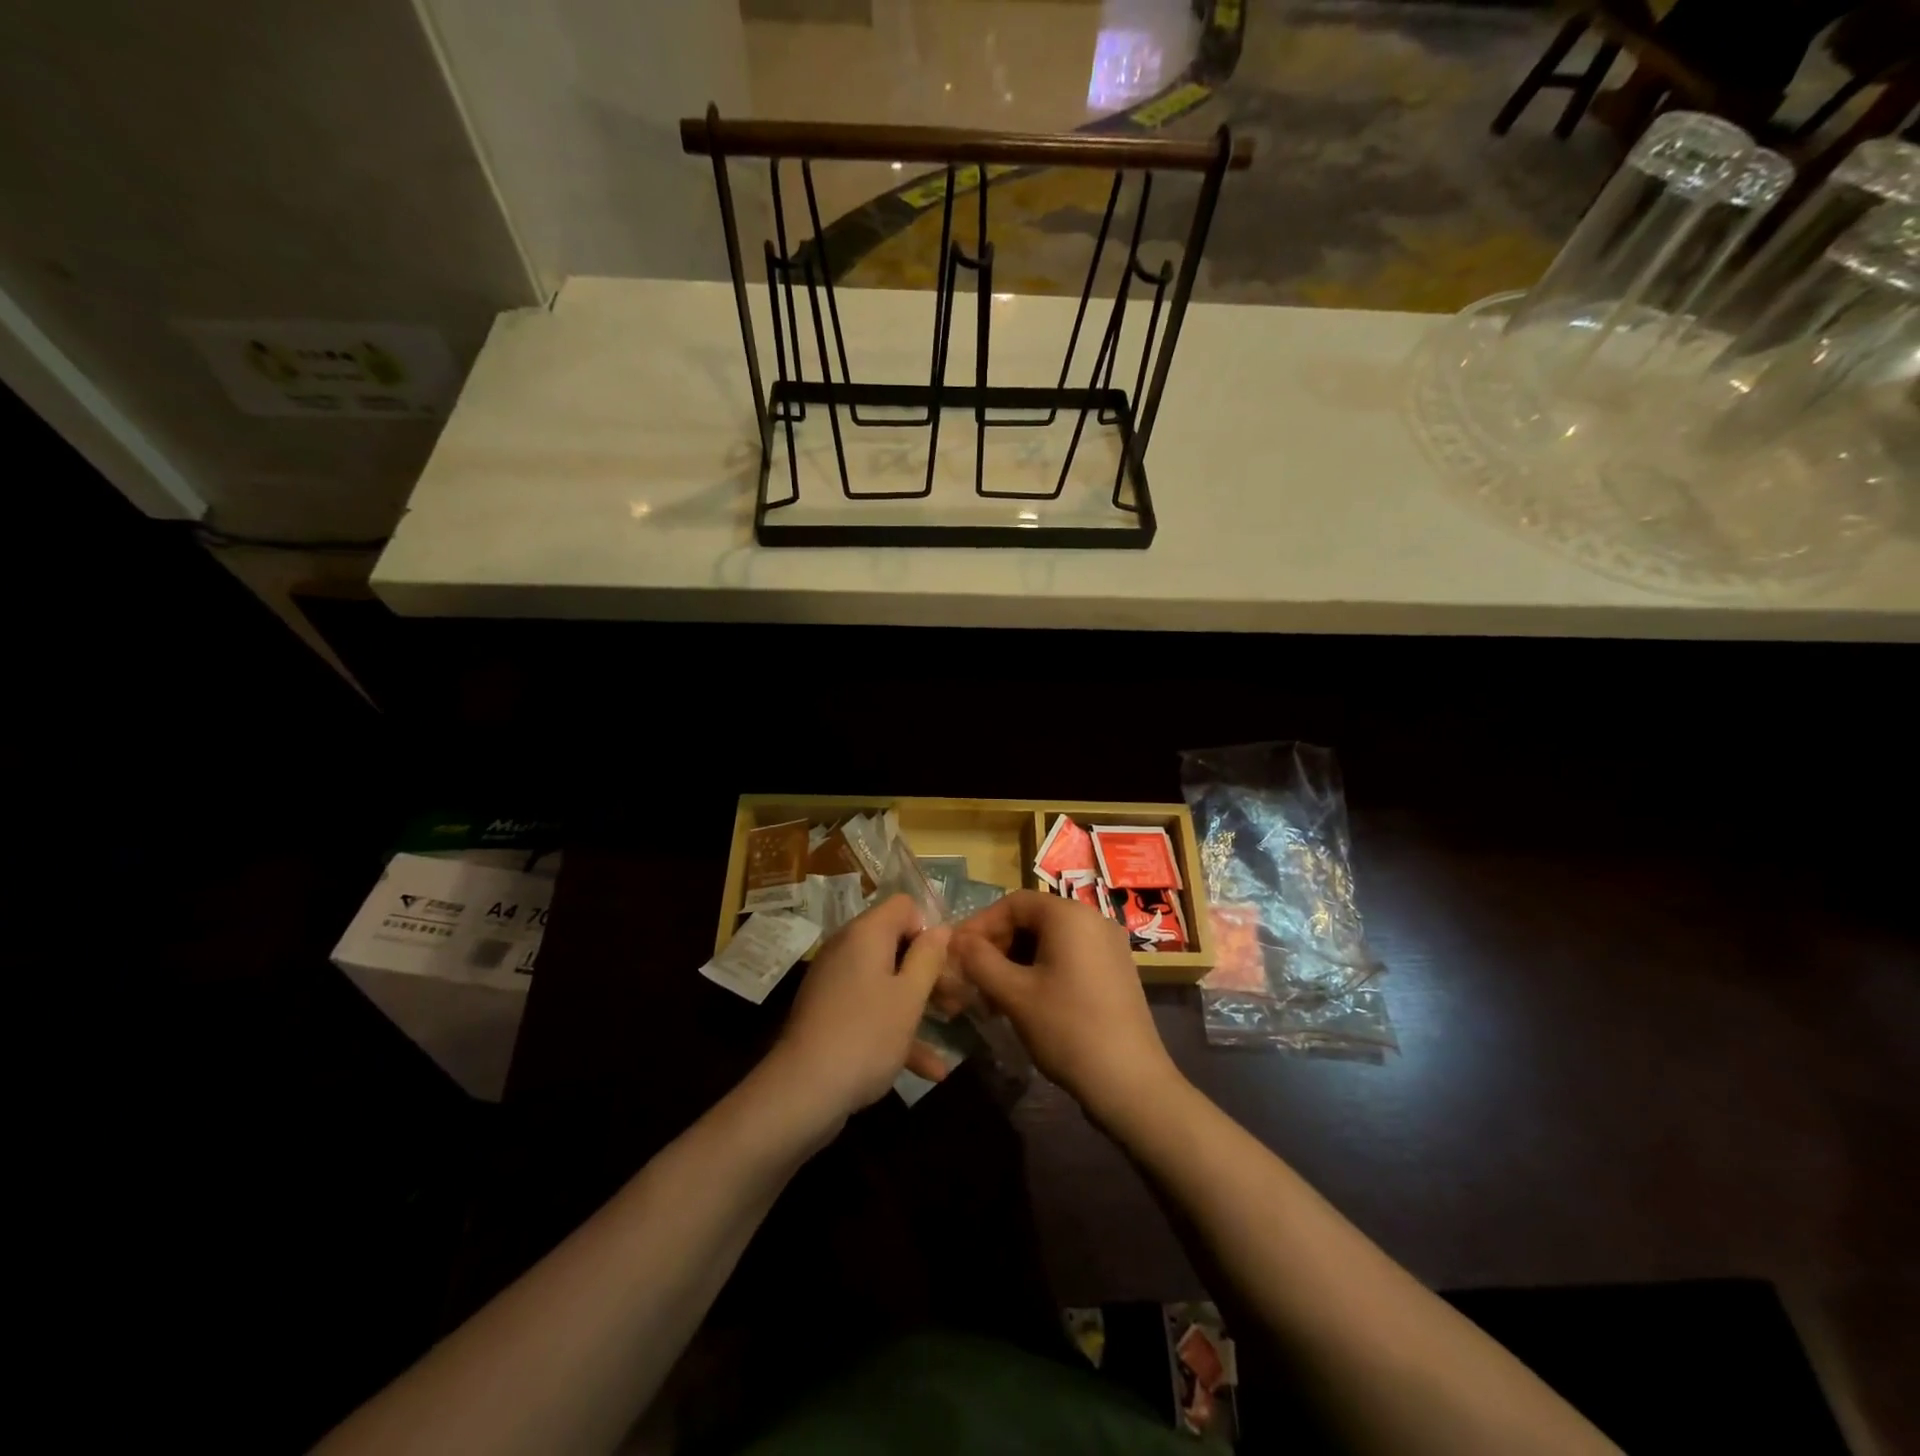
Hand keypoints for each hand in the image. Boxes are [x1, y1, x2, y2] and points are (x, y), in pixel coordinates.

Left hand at [768, 894, 952, 1125]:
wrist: (803, 1092)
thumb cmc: (866, 1035)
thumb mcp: (909, 997)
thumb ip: (928, 958)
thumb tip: (940, 927)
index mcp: (866, 934)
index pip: (903, 906)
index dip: (928, 928)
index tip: (945, 962)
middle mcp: (847, 949)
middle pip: (895, 942)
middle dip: (927, 968)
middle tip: (954, 998)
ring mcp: (835, 982)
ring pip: (885, 979)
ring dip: (916, 1001)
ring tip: (949, 1025)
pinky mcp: (829, 1012)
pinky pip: (869, 1007)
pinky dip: (895, 1027)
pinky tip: (930, 1069)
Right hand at [950, 890, 1182, 1123]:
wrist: (1130, 1082)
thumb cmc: (1067, 1029)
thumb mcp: (1014, 994)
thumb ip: (980, 961)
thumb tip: (956, 940)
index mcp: (1069, 916)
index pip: (1013, 903)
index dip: (980, 924)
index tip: (958, 953)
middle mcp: (1093, 919)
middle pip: (1032, 920)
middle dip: (998, 946)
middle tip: (973, 979)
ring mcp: (1109, 946)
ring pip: (1049, 941)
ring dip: (1016, 962)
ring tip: (995, 997)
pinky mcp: (1115, 971)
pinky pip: (1069, 957)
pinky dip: (1042, 971)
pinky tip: (1026, 1003)